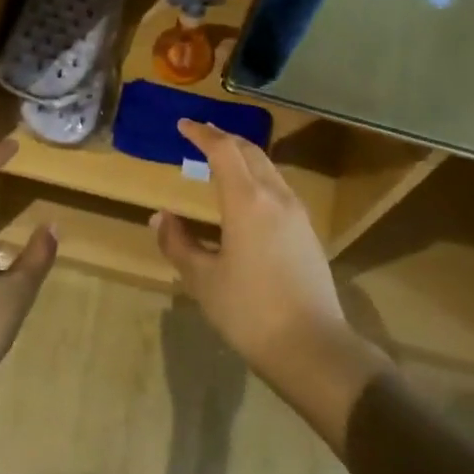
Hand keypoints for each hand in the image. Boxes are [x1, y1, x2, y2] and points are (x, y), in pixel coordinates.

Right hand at [153, 121, 388, 438]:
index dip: (202, 133)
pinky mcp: (308, 233)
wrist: (313, 348)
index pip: (224, 150)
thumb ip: (178, 243)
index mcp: (247, 201)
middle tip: (200, 135)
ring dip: (243, 157)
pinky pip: (279, 188)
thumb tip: (160, 217)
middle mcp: (276, 197)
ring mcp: (298, 214)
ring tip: (220, 161)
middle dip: (224, 139)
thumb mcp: (203, 279)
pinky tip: (245, 196)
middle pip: (251, 152)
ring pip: (269, 169)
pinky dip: (257, 177)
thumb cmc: (249, 311)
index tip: (182, 125)